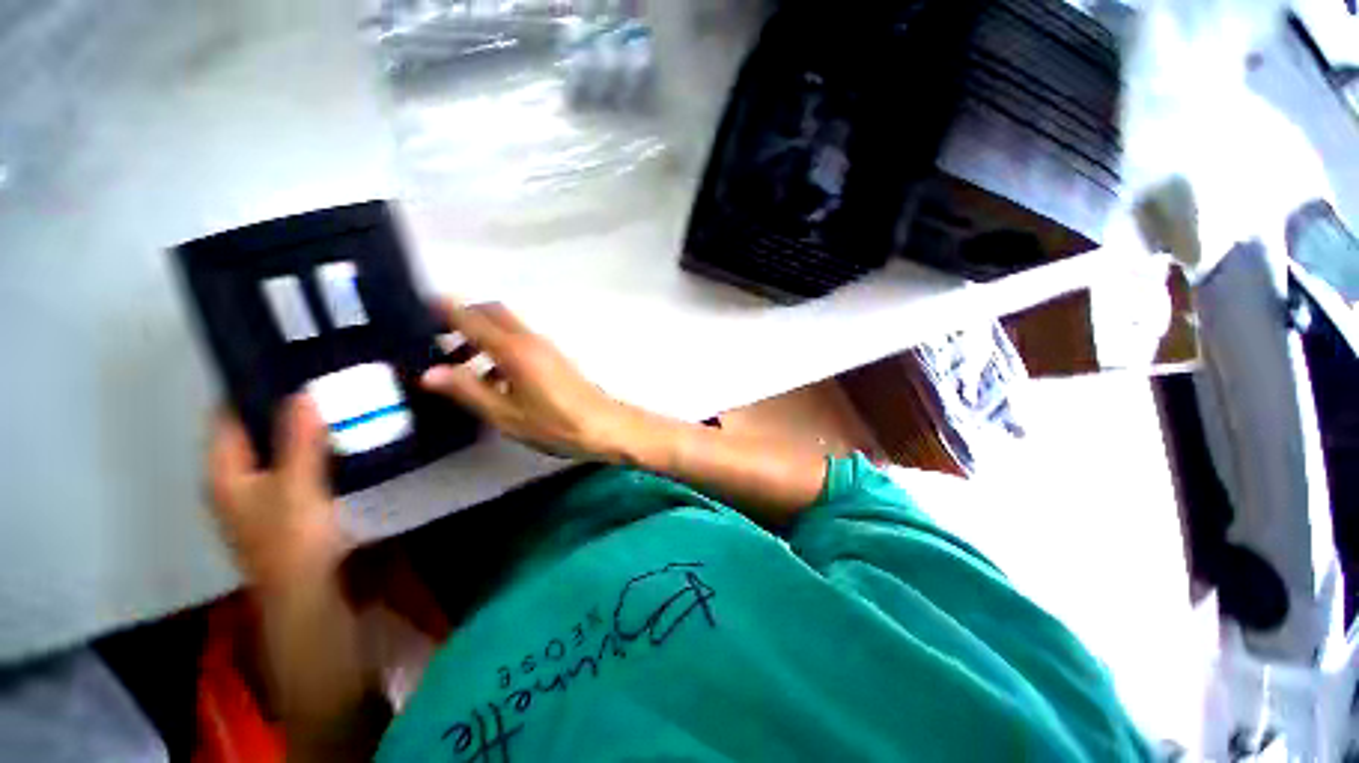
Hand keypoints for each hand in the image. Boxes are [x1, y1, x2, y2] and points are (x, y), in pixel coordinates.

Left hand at [209, 396, 352, 593]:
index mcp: (224, 472)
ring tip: (332, 404)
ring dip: (298, 428)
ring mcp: (258, 494)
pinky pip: (292, 464)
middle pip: (251, 431)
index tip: (285, 363)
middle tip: (319, 381)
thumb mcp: (296, 486)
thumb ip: (298, 441)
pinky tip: (336, 441)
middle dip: (280, 406)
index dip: (248, 388)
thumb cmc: (292, 540)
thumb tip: (303, 393)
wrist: (305, 594)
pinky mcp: (283, 505)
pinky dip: (309, 449)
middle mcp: (234, 479)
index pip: (226, 416)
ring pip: (274, 449)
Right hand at [420, 300, 642, 461]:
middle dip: (465, 318)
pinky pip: (521, 341)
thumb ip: (469, 391)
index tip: (422, 306)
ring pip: (508, 327)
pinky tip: (492, 380)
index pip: (473, 319)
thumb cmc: (556, 424)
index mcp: (515, 350)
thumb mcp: (506, 414)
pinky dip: (500, 348)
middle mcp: (530, 340)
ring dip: (483, 335)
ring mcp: (546, 347)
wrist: (604, 425)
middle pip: (493, 312)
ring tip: (460, 366)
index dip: (447, 310)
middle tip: (438, 339)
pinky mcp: (555, 357)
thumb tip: (429, 372)